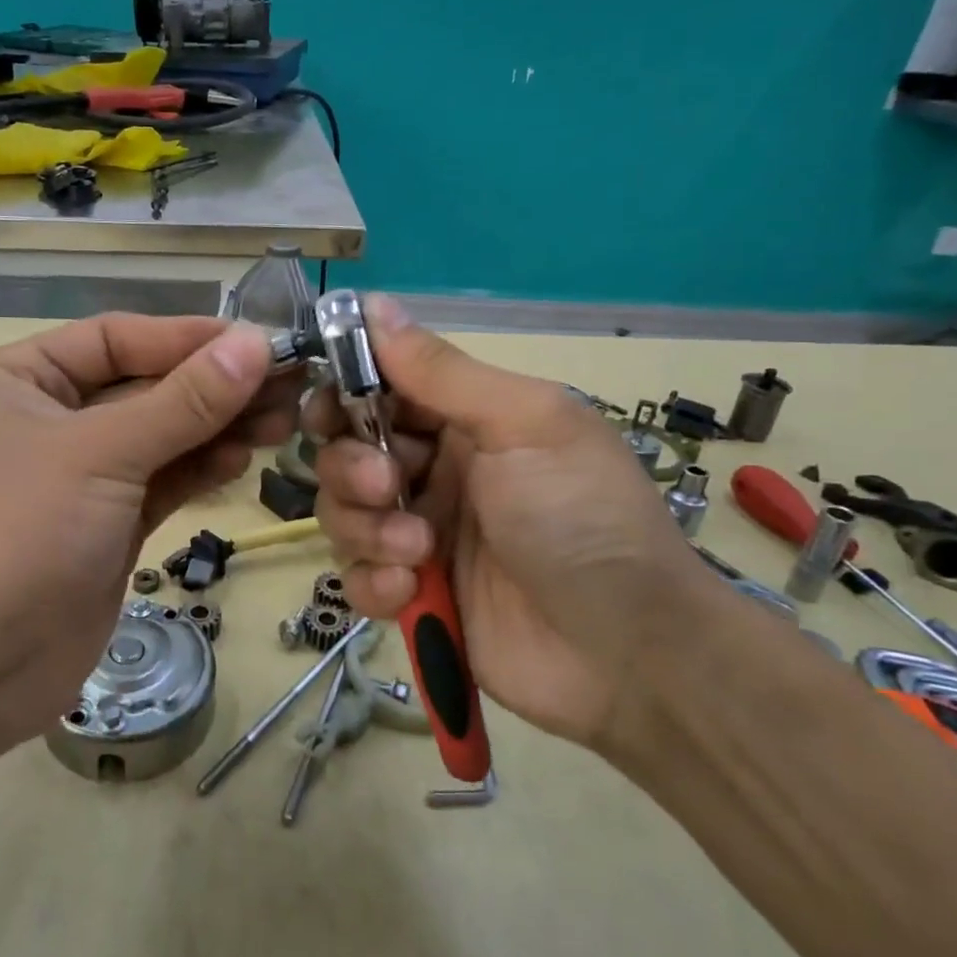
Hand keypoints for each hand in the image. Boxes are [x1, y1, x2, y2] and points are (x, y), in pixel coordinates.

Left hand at [0, 314, 294, 763]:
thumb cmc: (14, 536)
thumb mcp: (99, 454)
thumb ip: (182, 402)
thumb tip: (256, 345)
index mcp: (20, 379)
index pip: (117, 339)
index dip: (188, 338)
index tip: (260, 342)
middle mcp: (48, 420)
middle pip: (145, 387)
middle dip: (214, 386)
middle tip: (289, 385)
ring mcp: (79, 479)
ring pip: (161, 437)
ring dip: (217, 427)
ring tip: (282, 422)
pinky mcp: (107, 527)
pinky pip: (162, 482)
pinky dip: (201, 468)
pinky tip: (242, 458)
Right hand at [308, 296, 721, 752]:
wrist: (629, 653)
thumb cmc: (582, 516)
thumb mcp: (524, 425)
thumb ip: (442, 371)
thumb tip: (373, 303)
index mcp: (464, 419)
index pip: (378, 389)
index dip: (344, 393)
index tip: (328, 411)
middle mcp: (434, 469)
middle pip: (346, 452)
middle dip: (353, 468)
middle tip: (390, 488)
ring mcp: (419, 532)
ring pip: (343, 513)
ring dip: (367, 529)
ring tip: (420, 552)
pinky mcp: (411, 592)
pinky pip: (356, 576)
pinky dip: (372, 582)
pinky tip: (410, 590)